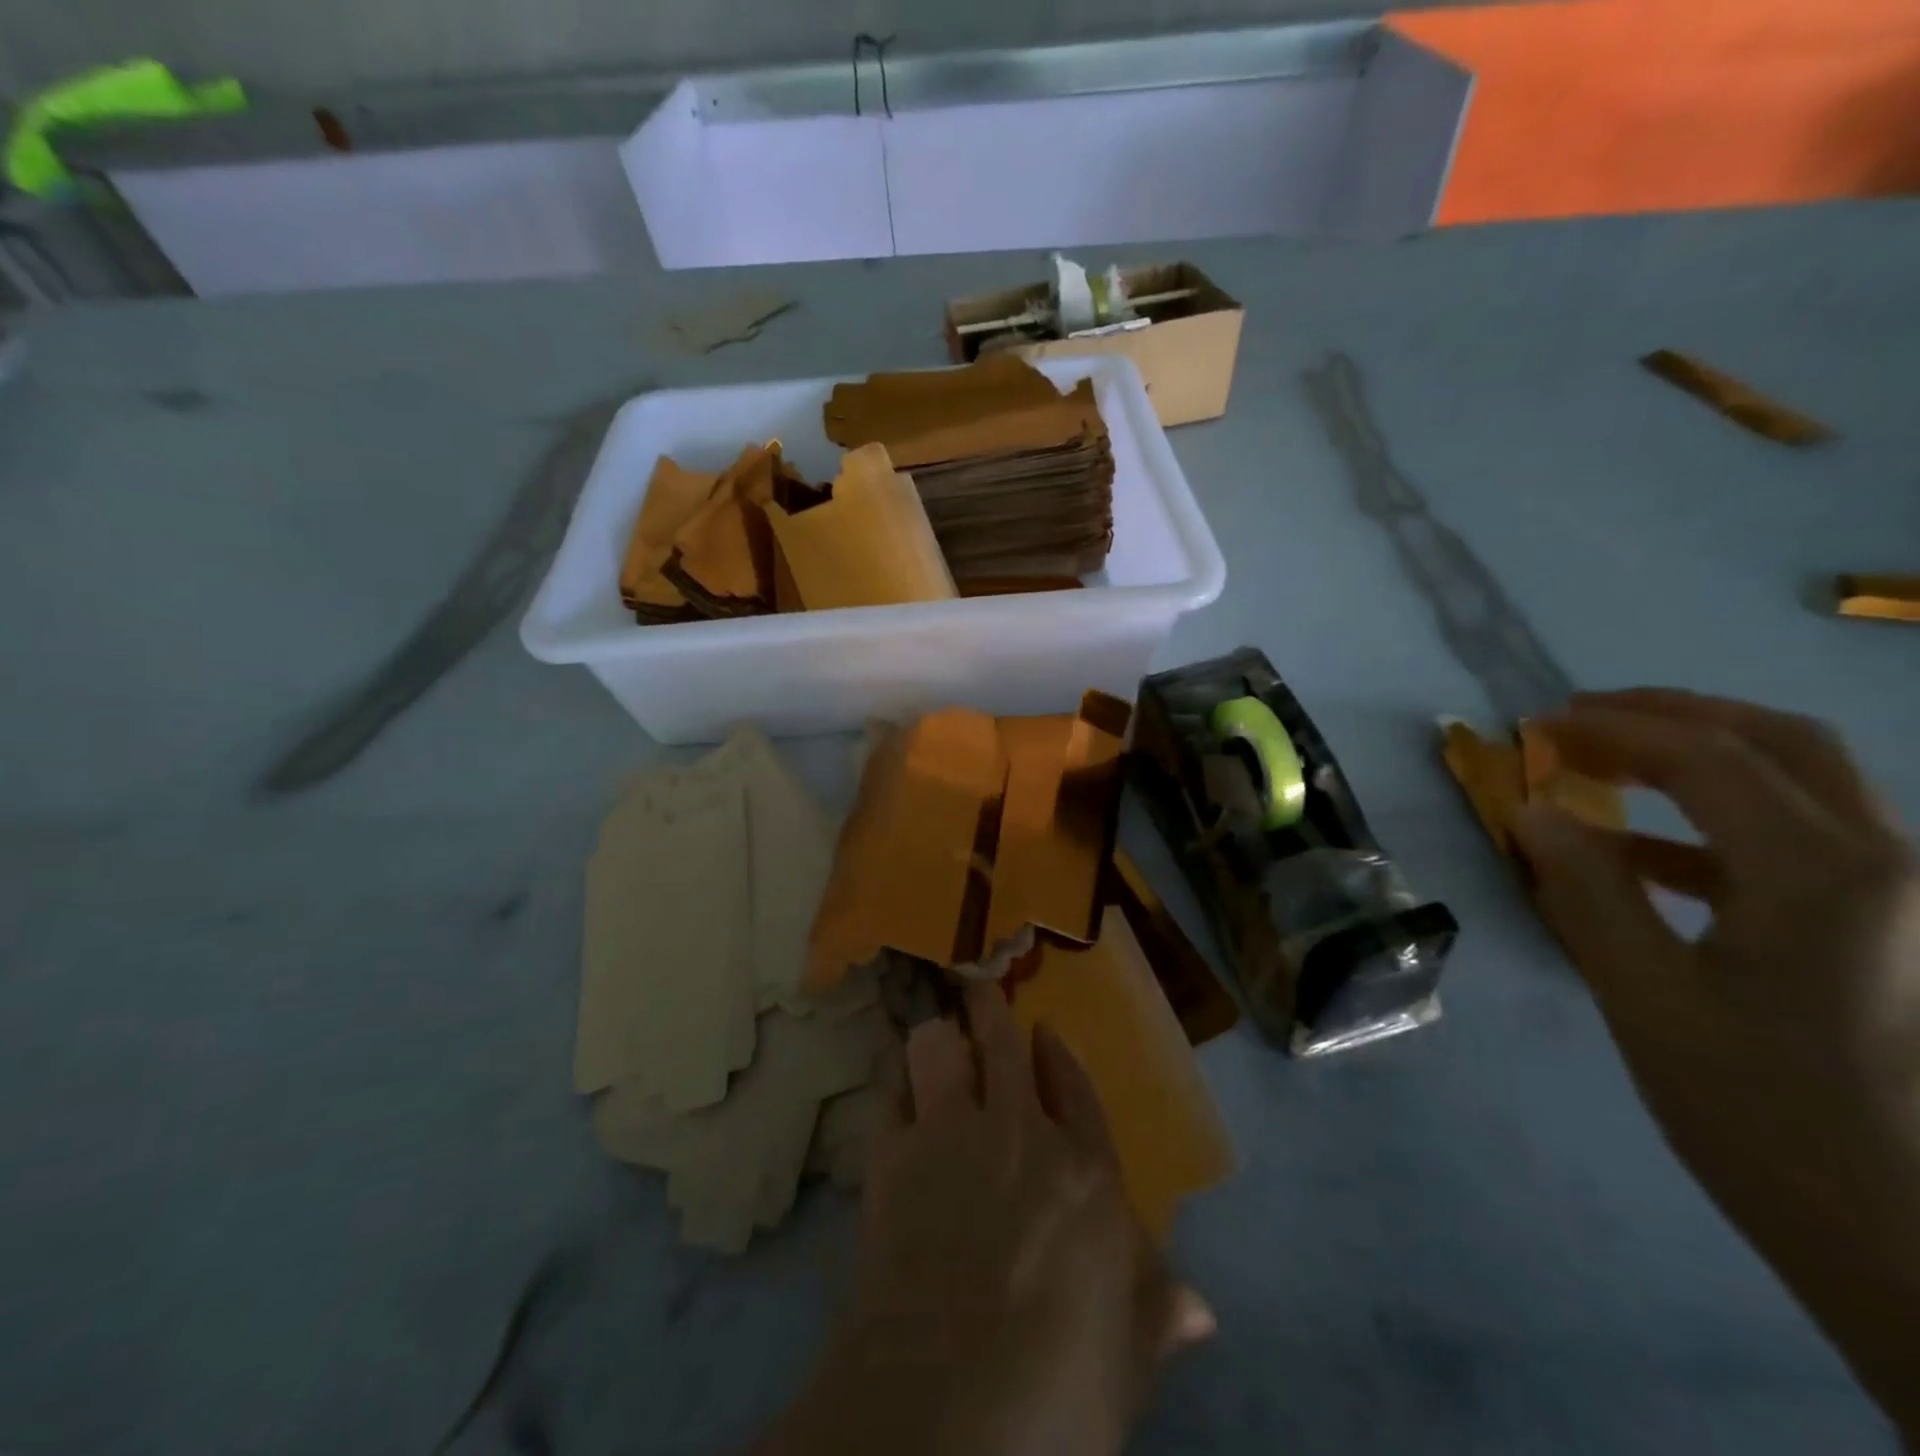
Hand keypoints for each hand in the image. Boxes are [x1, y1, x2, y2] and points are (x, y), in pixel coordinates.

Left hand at [764, 982, 1211, 1455]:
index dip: (1058, 1056)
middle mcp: (1017, 1130)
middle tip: (977, 984)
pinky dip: (892, 1084)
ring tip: (933, 1032)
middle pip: (1002, 1044)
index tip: (1044, 1031)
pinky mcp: (892, 1154)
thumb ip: (1155, 1315)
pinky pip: (888, 1094)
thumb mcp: (1127, 1359)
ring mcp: (950, 1133)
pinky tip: (893, 1084)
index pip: (1075, 1089)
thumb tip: (1201, 1312)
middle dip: (989, 1008)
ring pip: (938, 1048)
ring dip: (936, 1037)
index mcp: (1085, 1170)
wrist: (951, 1398)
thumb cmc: (1061, 1381)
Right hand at [1512, 689, 1919, 1435]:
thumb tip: (1533, 810)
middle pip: (1776, 742)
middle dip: (1669, 715)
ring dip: (1696, 757)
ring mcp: (1900, 896)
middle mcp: (1886, 863)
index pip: (1706, 757)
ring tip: (1603, 763)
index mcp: (1824, 874)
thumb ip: (1587, 892)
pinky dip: (1715, 821)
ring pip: (1800, 782)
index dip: (1612, 728)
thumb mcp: (1645, 999)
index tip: (1534, 727)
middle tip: (1576, 720)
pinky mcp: (1888, 930)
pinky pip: (1800, 840)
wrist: (1906, 1239)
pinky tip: (1642, 852)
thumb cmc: (1763, 1114)